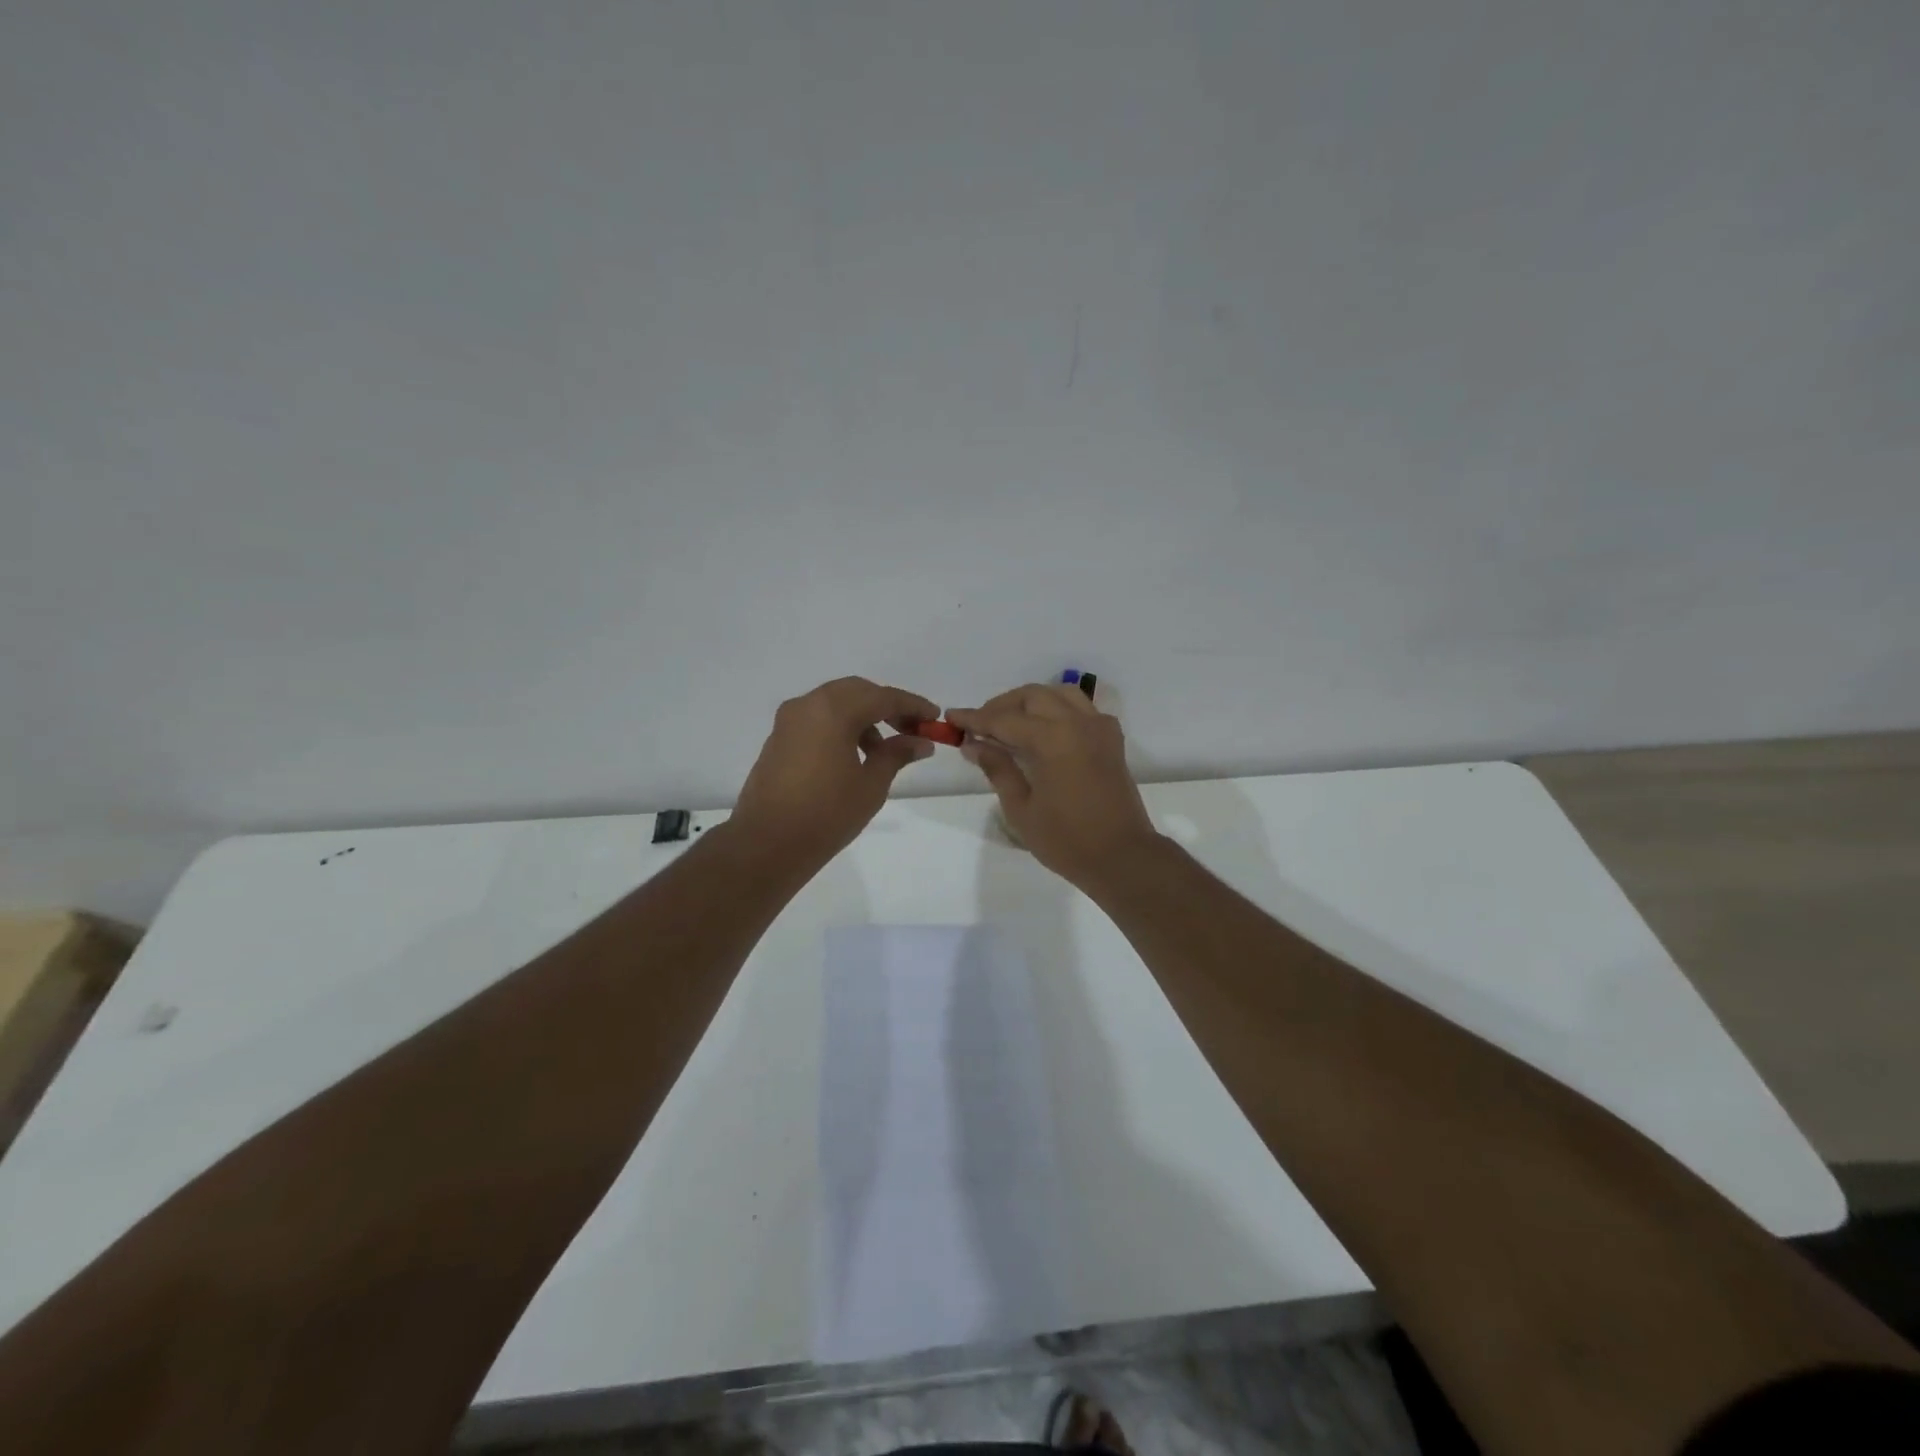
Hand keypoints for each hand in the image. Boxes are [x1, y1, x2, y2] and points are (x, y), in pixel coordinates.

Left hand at [731, 677, 939, 864]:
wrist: (767, 844)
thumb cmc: (826, 814)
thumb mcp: (871, 784)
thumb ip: (897, 754)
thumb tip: (920, 742)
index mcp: (833, 710)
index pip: (883, 697)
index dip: (913, 706)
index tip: (935, 718)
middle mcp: (808, 705)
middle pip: (857, 692)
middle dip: (887, 707)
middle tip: (911, 730)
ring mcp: (789, 720)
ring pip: (835, 703)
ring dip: (863, 717)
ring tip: (882, 751)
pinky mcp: (779, 738)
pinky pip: (817, 719)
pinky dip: (841, 727)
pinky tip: (854, 756)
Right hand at [946, 684, 1161, 888]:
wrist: (1122, 857)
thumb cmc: (1067, 840)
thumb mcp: (1021, 808)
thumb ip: (998, 768)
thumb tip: (974, 744)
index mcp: (1052, 739)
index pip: (1004, 719)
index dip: (974, 718)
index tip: (951, 718)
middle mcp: (1077, 723)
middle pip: (1032, 696)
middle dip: (1001, 705)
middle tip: (979, 725)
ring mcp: (1098, 728)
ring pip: (1059, 694)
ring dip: (1031, 701)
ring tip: (1010, 722)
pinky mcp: (1111, 739)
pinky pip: (1082, 708)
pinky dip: (1059, 709)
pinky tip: (1046, 730)